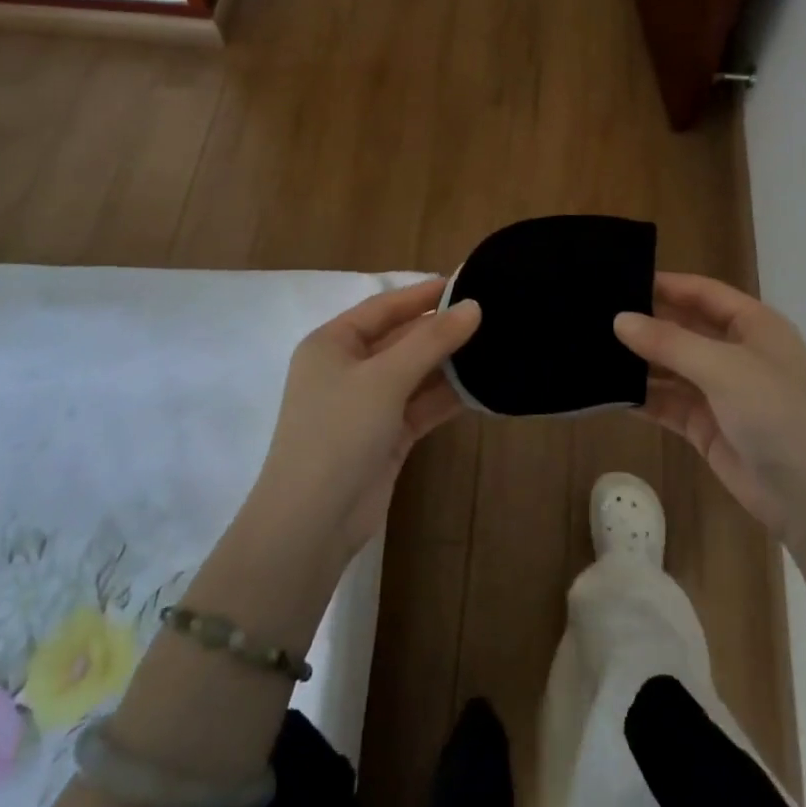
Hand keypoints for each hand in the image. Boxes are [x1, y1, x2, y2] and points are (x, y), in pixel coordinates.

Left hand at [250, 279, 479, 558]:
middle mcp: (347, 369)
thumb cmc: (339, 433)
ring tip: (494, 346)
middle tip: (490, 315)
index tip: (465, 283)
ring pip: (414, 374)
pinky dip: (446, 397)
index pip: (383, 307)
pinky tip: (481, 388)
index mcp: (332, 344)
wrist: (311, 524)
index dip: (423, 294)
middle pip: (401, 339)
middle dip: (441, 330)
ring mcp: (366, 405)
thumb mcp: (385, 378)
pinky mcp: (385, 437)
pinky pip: (420, 406)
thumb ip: (431, 340)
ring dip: (448, 364)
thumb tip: (474, 307)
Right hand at [615, 273, 805, 537]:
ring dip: (639, 361)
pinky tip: (607, 390)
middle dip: (645, 322)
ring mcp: (721, 391)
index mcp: (753, 325)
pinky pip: (667, 403)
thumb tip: (619, 319)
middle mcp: (736, 352)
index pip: (702, 292)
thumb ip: (669, 342)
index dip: (664, 284)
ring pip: (671, 367)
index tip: (617, 279)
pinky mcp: (706, 426)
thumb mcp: (724, 368)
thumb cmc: (778, 413)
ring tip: (590, 349)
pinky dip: (642, 397)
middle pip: (683, 327)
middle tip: (593, 314)